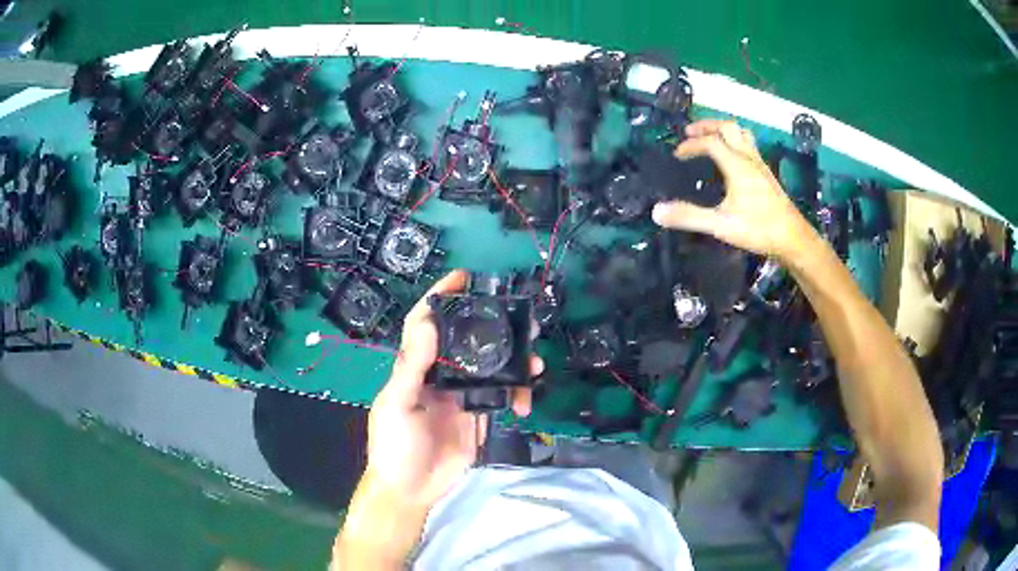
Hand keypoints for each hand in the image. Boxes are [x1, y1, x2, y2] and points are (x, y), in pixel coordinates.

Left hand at [362, 269, 542, 511]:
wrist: (412, 487)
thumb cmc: (394, 444)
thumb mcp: (396, 404)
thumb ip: (412, 366)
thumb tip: (429, 321)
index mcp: (416, 366)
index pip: (426, 323)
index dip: (441, 297)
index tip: (463, 278)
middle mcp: (441, 374)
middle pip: (468, 340)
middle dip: (494, 326)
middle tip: (522, 318)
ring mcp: (462, 394)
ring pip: (492, 367)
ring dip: (515, 362)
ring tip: (535, 362)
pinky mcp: (480, 414)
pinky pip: (503, 396)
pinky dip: (518, 395)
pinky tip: (525, 403)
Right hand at [651, 119, 817, 259]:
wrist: (793, 239)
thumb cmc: (759, 230)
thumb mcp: (721, 226)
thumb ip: (689, 217)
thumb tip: (656, 211)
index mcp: (737, 165)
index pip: (710, 142)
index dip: (690, 145)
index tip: (677, 156)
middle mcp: (749, 158)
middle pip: (728, 127)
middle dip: (707, 126)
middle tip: (690, 133)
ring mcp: (760, 165)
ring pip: (742, 134)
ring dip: (724, 130)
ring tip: (711, 138)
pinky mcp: (767, 174)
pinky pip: (749, 146)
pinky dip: (735, 142)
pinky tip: (732, 159)